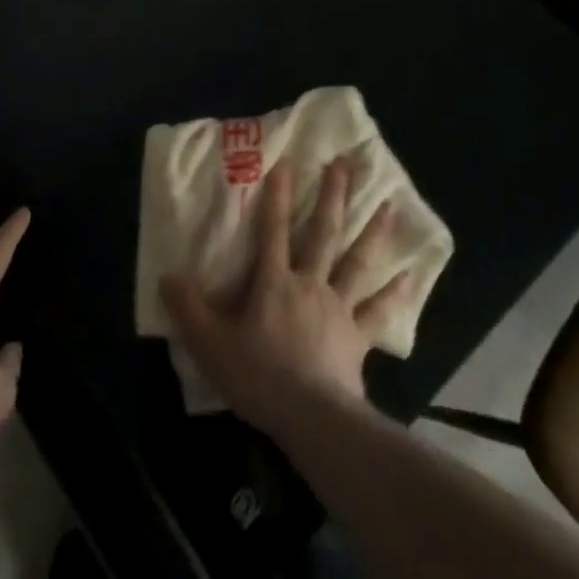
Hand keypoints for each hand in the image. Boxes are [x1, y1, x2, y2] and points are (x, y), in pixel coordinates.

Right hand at [160, 156, 409, 435]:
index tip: (288, 160)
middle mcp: (309, 283)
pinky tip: (410, 276)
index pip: (273, 228)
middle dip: (333, 195)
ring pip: (356, 261)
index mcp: (274, 281)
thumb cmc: (260, 377)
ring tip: (389, 203)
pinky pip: (377, 311)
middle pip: (323, 232)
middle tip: (347, 162)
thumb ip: (188, 308)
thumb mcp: (211, 344)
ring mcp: (338, 307)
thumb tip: (168, 273)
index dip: (278, 194)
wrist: (312, 419)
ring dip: (372, 230)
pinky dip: (394, 294)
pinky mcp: (357, 336)